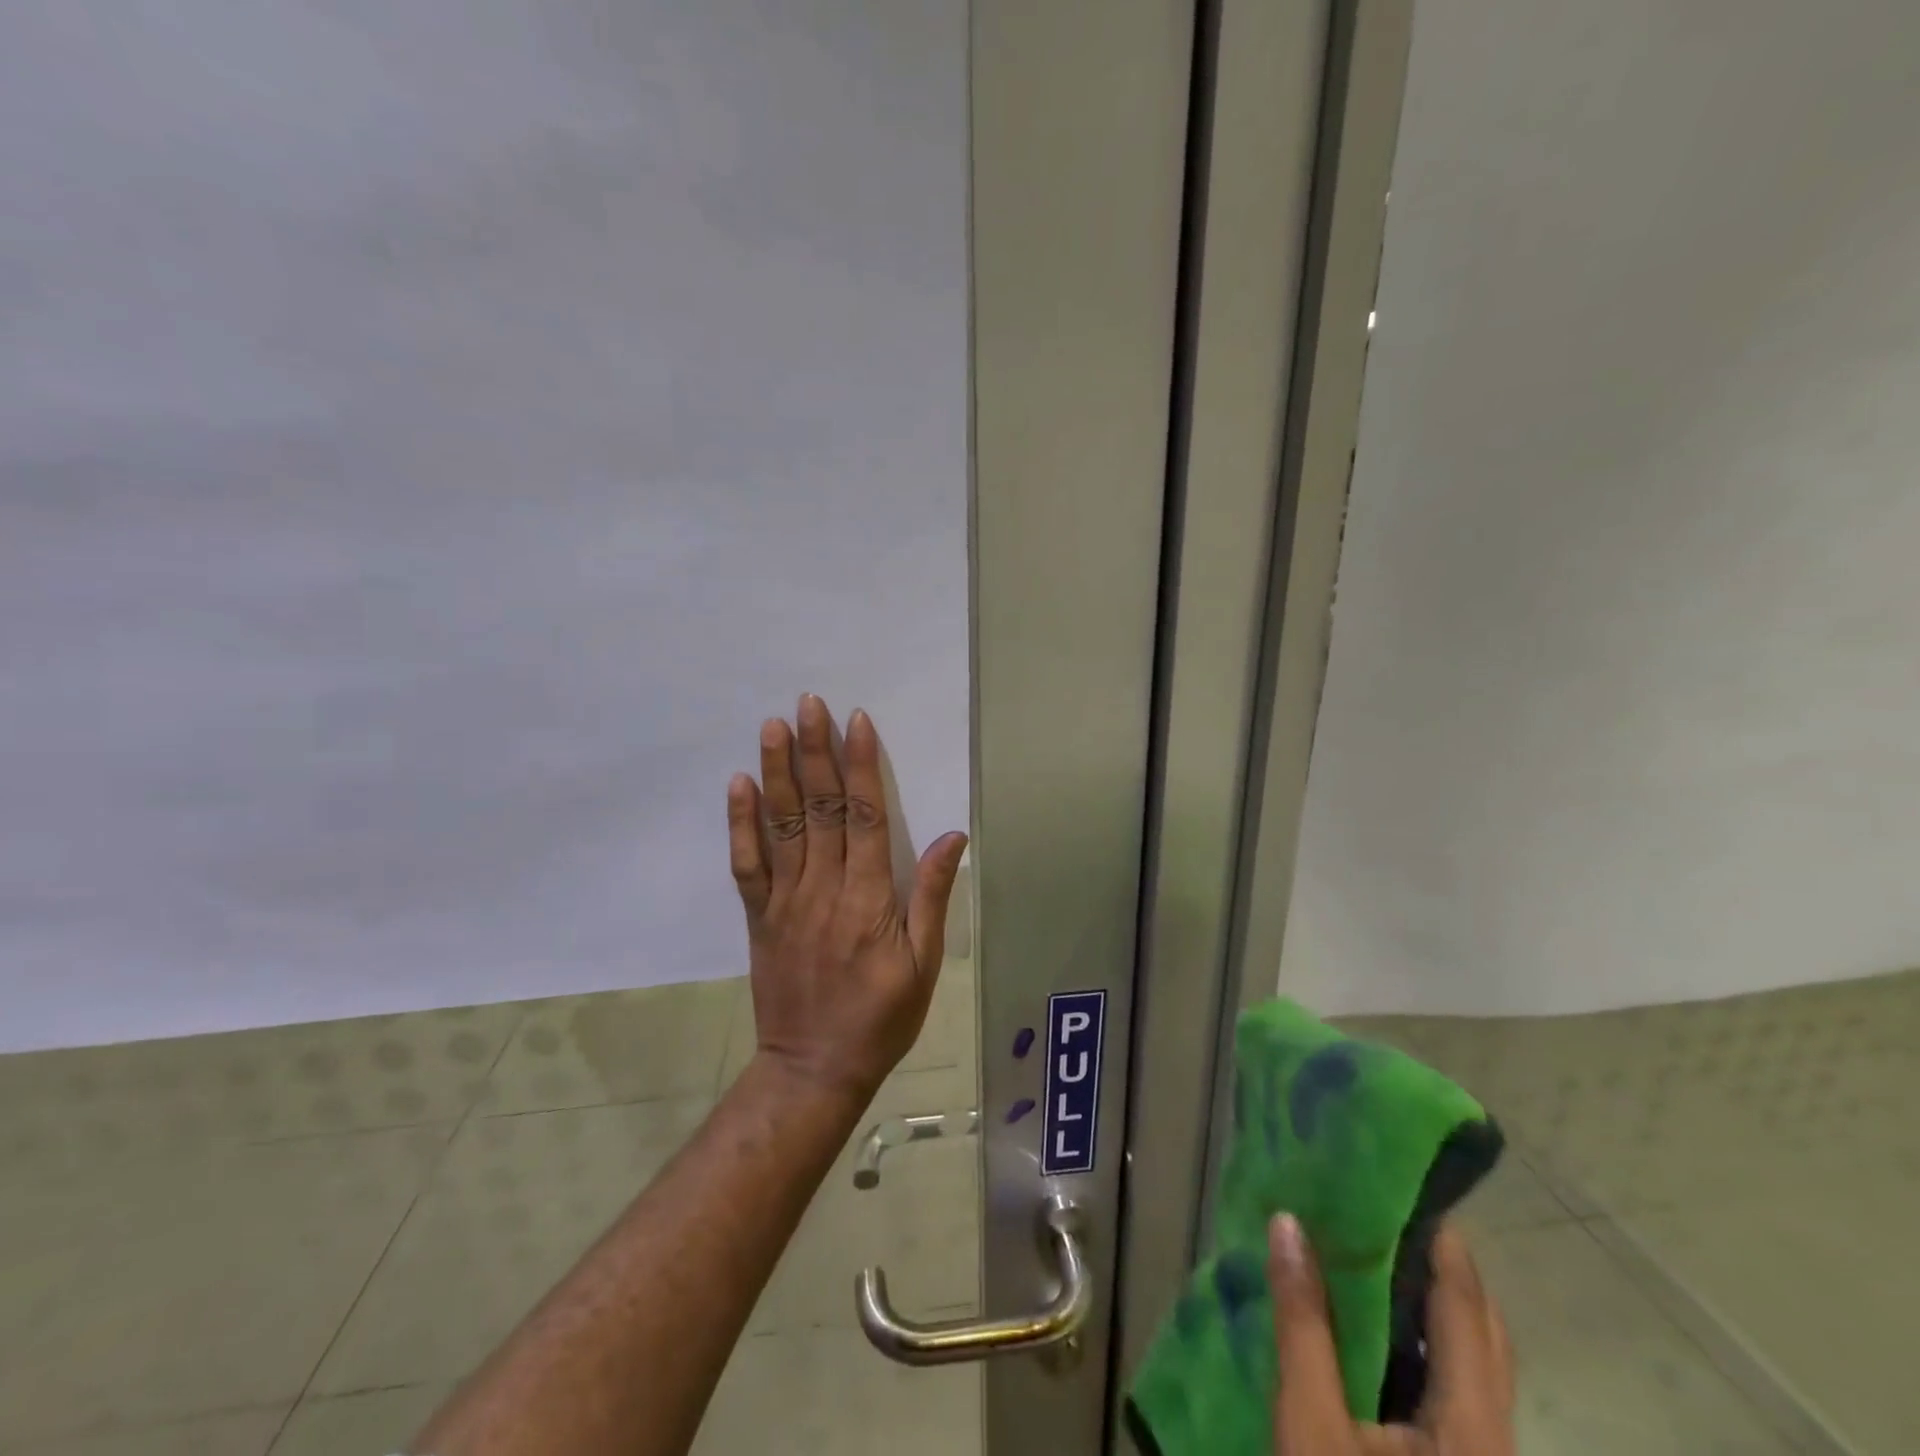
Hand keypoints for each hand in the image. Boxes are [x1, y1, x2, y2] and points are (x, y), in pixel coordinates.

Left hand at [726, 694, 969, 1104]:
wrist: (814, 1068)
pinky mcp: (760, 916)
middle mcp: (823, 887)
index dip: (860, 765)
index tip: (855, 721)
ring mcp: (785, 900)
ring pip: (781, 825)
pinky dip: (741, 823)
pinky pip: (747, 864)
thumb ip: (931, 896)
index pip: (864, 815)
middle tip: (807, 703)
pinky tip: (740, 786)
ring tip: (772, 726)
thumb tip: (951, 835)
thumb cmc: (881, 1017)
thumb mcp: (924, 964)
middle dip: (815, 751)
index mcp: (868, 897)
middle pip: (820, 807)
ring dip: (777, 772)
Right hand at [1270, 1214, 1515, 1454]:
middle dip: (1441, 1268)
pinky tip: (1376, 1326)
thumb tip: (1289, 1225)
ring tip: (1373, 1251)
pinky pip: (1456, 1392)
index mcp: (1475, 1431)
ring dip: (1430, 1305)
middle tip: (1384, 1210)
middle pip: (1484, 1334)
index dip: (1443, 1242)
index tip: (1409, 1180)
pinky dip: (1422, 1343)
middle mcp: (1497, 1443)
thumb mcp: (1312, 1429)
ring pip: (1473, 1365)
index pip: (1466, 1308)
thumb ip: (1303, 1324)